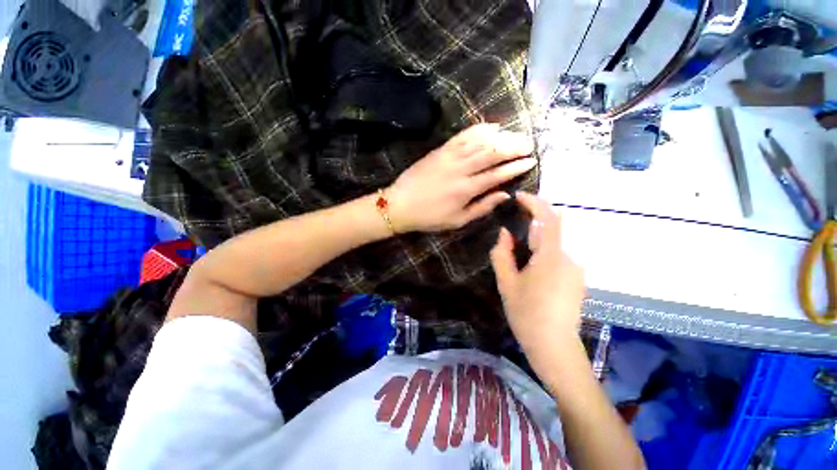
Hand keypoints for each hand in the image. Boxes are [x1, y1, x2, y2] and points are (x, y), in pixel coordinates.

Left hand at [387, 123, 535, 232]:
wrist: (400, 204)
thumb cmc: (429, 217)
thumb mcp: (457, 220)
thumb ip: (482, 207)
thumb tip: (505, 195)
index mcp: (466, 189)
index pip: (498, 174)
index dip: (516, 167)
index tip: (531, 161)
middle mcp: (461, 169)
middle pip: (493, 153)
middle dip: (514, 147)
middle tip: (529, 144)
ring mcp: (450, 156)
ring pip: (480, 142)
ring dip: (501, 137)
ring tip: (516, 134)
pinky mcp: (440, 150)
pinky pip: (462, 135)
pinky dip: (479, 129)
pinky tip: (491, 126)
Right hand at [490, 192, 585, 353]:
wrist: (554, 347)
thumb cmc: (526, 314)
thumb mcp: (507, 283)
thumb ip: (502, 254)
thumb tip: (504, 233)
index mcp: (551, 257)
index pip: (549, 218)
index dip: (535, 203)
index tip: (519, 196)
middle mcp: (570, 258)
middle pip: (554, 228)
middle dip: (534, 220)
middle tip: (514, 226)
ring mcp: (576, 269)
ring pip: (556, 243)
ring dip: (538, 238)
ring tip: (519, 251)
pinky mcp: (576, 279)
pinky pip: (559, 255)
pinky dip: (544, 250)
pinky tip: (531, 267)